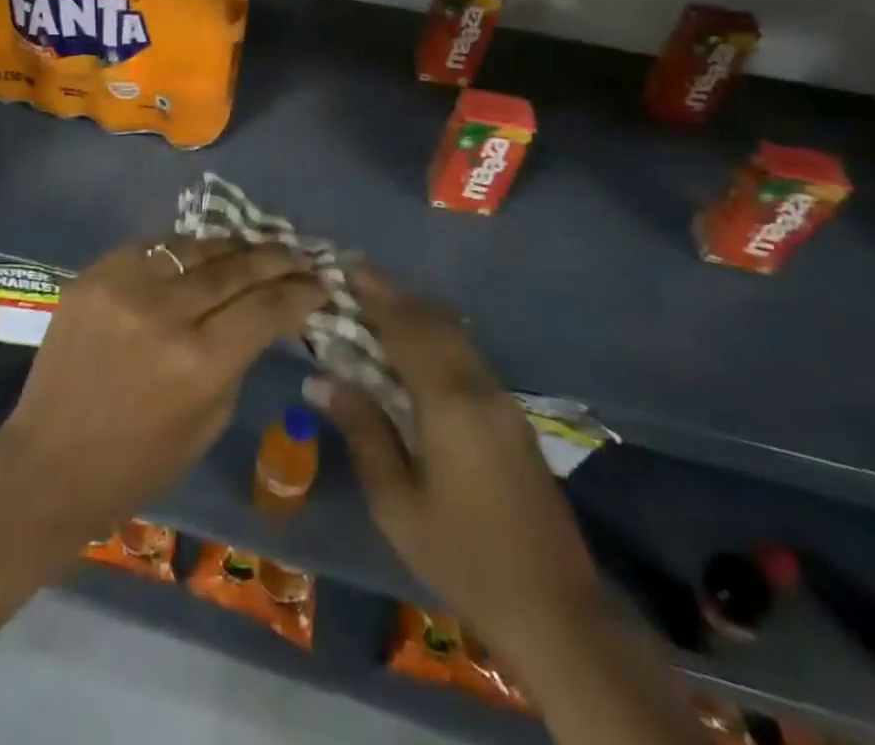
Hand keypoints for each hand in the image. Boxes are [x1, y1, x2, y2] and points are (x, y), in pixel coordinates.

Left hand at [0, 237, 325, 542]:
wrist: (49, 462)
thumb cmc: (139, 462)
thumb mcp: (209, 419)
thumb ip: (239, 357)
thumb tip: (264, 314)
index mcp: (200, 361)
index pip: (267, 306)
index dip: (301, 291)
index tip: (320, 283)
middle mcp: (164, 311)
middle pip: (236, 266)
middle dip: (275, 258)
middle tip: (297, 255)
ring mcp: (123, 286)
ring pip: (194, 246)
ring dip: (231, 246)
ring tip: (252, 248)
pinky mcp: (93, 274)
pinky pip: (151, 247)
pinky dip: (181, 250)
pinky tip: (197, 255)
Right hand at [304, 269, 601, 653]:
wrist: (555, 608)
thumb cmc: (462, 556)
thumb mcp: (397, 503)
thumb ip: (362, 431)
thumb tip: (319, 379)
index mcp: (449, 402)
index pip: (406, 328)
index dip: (375, 293)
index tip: (344, 266)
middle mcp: (479, 386)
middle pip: (433, 320)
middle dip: (393, 292)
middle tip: (354, 273)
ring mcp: (502, 398)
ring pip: (454, 333)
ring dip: (416, 309)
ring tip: (377, 298)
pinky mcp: (511, 414)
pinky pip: (465, 353)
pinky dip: (435, 332)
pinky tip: (414, 340)